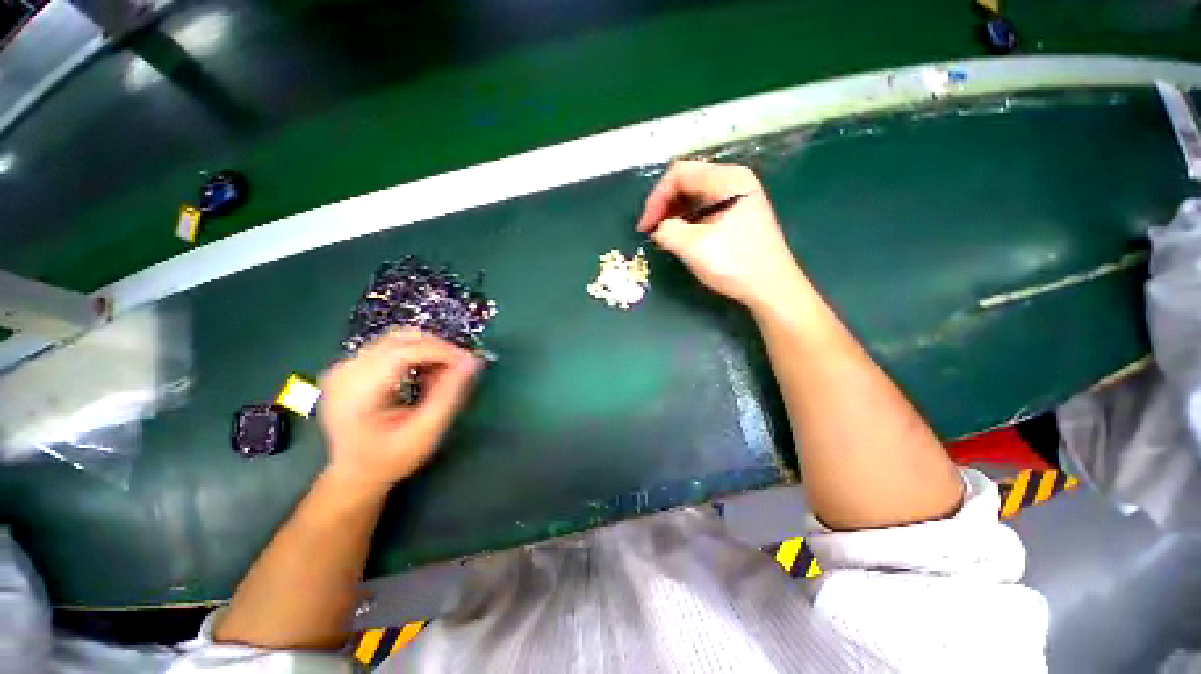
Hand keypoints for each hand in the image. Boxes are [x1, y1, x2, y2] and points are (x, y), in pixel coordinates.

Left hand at [317, 329, 480, 492]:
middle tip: (460, 369)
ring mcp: (346, 365)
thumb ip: (449, 395)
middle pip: (402, 339)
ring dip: (430, 351)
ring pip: (400, 338)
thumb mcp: (425, 431)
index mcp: (356, 391)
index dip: (442, 351)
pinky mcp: (352, 364)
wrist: (355, 473)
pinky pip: (393, 346)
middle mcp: (345, 370)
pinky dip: (417, 354)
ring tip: (442, 376)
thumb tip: (472, 361)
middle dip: (438, 349)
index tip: (470, 362)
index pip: (404, 351)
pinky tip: (425, 375)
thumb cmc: (391, 458)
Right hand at [637, 161, 806, 311]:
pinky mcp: (738, 214)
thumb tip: (660, 229)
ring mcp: (738, 197)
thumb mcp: (694, 247)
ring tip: (664, 236)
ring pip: (695, 197)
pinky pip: (705, 209)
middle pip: (687, 181)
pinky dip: (688, 221)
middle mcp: (734, 180)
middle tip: (652, 231)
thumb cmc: (735, 264)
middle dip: (664, 205)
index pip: (679, 174)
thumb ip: (667, 231)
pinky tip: (682, 238)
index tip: (645, 227)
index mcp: (727, 179)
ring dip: (674, 214)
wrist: (772, 288)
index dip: (656, 199)